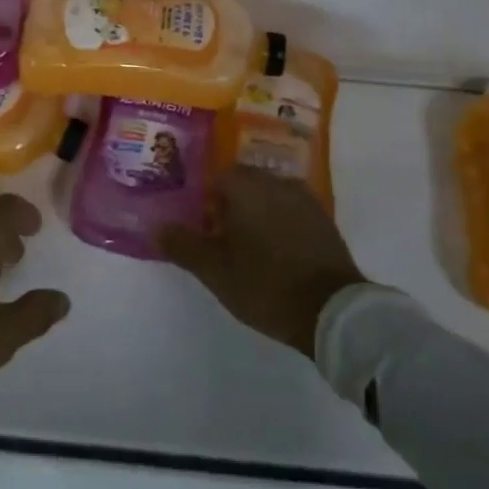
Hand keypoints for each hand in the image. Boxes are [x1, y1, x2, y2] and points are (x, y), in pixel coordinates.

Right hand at [160, 167, 369, 355]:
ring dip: (255, 216)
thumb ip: (182, 245)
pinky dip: (279, 226)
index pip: (216, 177)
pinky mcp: (324, 222)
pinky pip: (291, 213)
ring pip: (269, 198)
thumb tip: (155, 226)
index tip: (200, 228)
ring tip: (246, 250)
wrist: (333, 311)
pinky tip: (274, 255)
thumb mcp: (214, 270)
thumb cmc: (265, 284)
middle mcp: (277, 182)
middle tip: (219, 240)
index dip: (204, 200)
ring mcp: (305, 200)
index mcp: (247, 186)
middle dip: (229, 206)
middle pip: (244, 184)